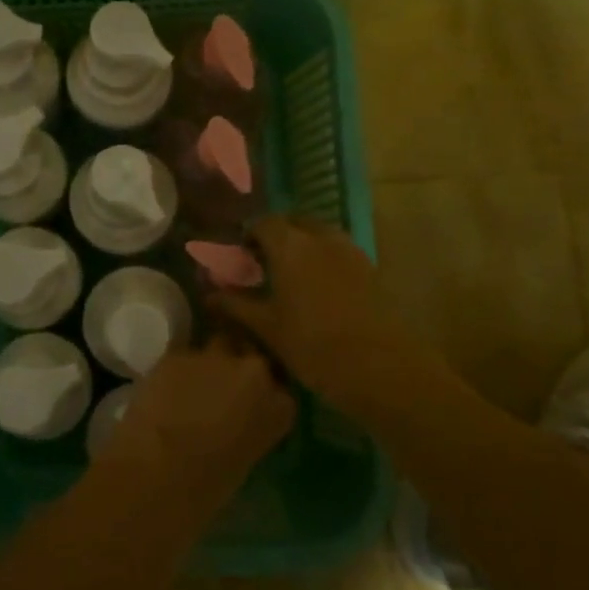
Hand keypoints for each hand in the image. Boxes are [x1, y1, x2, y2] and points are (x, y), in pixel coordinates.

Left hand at [97, 336, 295, 504]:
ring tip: (189, 386)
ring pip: (216, 346)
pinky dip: (176, 369)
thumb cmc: (206, 489)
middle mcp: (254, 371)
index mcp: (280, 406)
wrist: (158, 474)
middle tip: (219, 389)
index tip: (248, 405)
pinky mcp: (177, 352)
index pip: (280, 388)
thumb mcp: (245, 460)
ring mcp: (215, 357)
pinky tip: (163, 388)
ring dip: (207, 363)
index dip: (261, 394)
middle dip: (237, 367)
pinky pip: (181, 355)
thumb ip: (249, 430)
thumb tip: (234, 423)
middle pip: (250, 355)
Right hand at [212, 216, 447, 419]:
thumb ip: (236, 305)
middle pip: (294, 223)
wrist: (379, 366)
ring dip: (303, 246)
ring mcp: (349, 250)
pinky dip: (324, 259)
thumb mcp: (266, 327)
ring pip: (319, 235)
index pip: (263, 223)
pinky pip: (339, 251)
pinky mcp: (370, 268)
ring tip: (291, 277)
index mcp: (290, 245)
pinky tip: (318, 289)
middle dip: (277, 236)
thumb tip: (209, 294)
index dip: (249, 236)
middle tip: (264, 264)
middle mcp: (320, 237)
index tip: (240, 257)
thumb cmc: (312, 344)